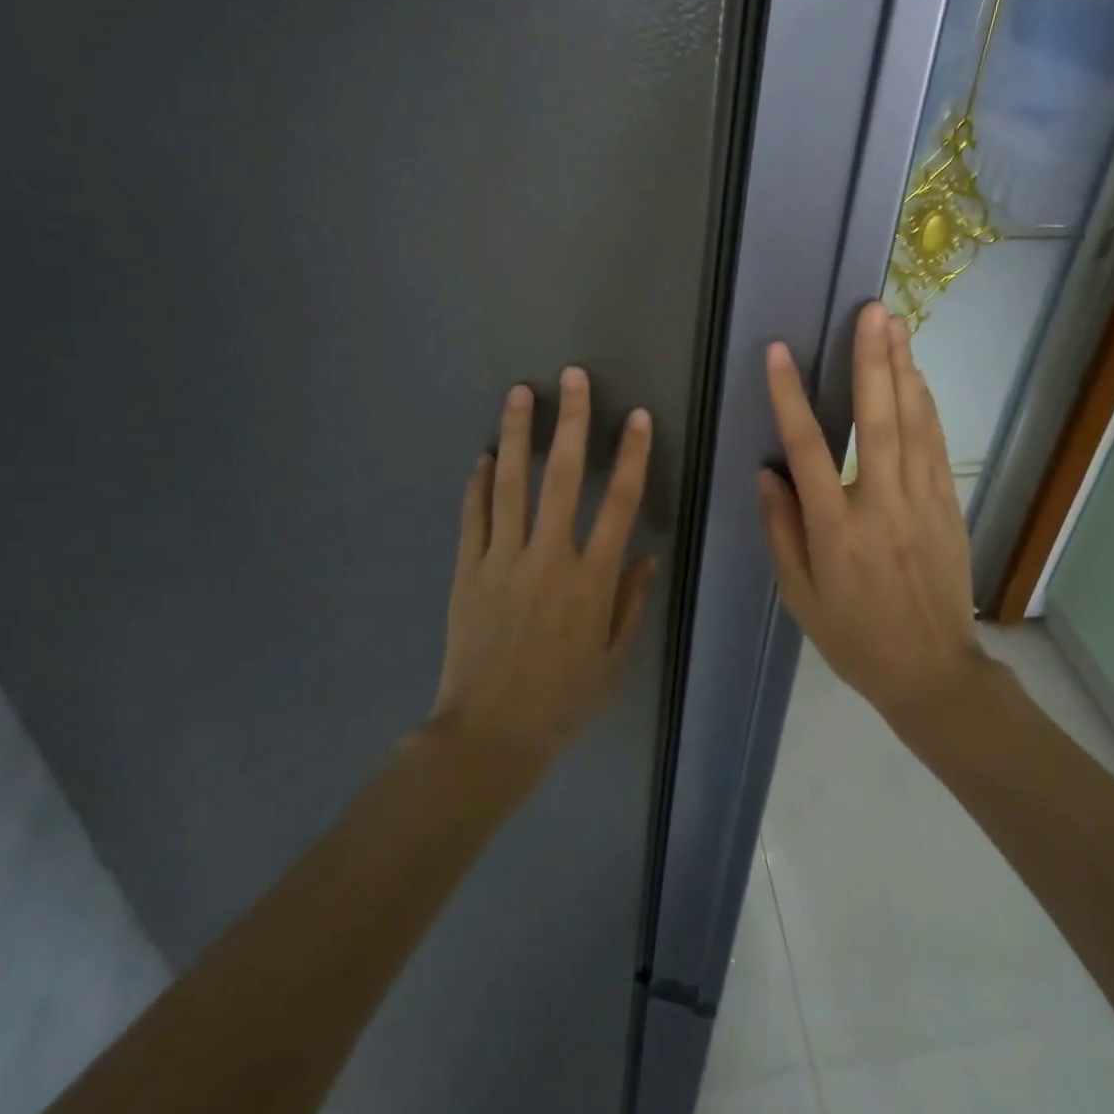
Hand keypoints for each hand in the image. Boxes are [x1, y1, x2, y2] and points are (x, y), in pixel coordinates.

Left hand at [432, 368, 657, 772]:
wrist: (489, 736)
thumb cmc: (562, 701)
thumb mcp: (614, 659)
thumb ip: (632, 601)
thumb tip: (646, 553)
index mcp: (592, 579)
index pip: (619, 503)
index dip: (631, 456)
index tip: (635, 417)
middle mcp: (548, 557)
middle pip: (563, 477)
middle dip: (571, 422)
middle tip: (572, 378)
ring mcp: (502, 561)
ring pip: (511, 484)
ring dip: (517, 435)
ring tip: (519, 394)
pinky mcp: (467, 572)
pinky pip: (473, 518)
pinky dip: (476, 485)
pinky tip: (482, 457)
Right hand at [758, 302, 983, 727]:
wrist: (933, 672)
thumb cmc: (855, 638)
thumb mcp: (800, 596)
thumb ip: (782, 530)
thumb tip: (767, 473)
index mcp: (836, 530)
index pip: (807, 449)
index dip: (789, 396)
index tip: (778, 353)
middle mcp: (881, 504)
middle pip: (876, 419)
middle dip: (871, 360)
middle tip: (870, 312)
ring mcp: (922, 501)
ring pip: (912, 423)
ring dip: (902, 369)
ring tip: (895, 324)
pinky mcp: (948, 505)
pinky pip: (936, 444)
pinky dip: (926, 405)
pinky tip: (917, 376)